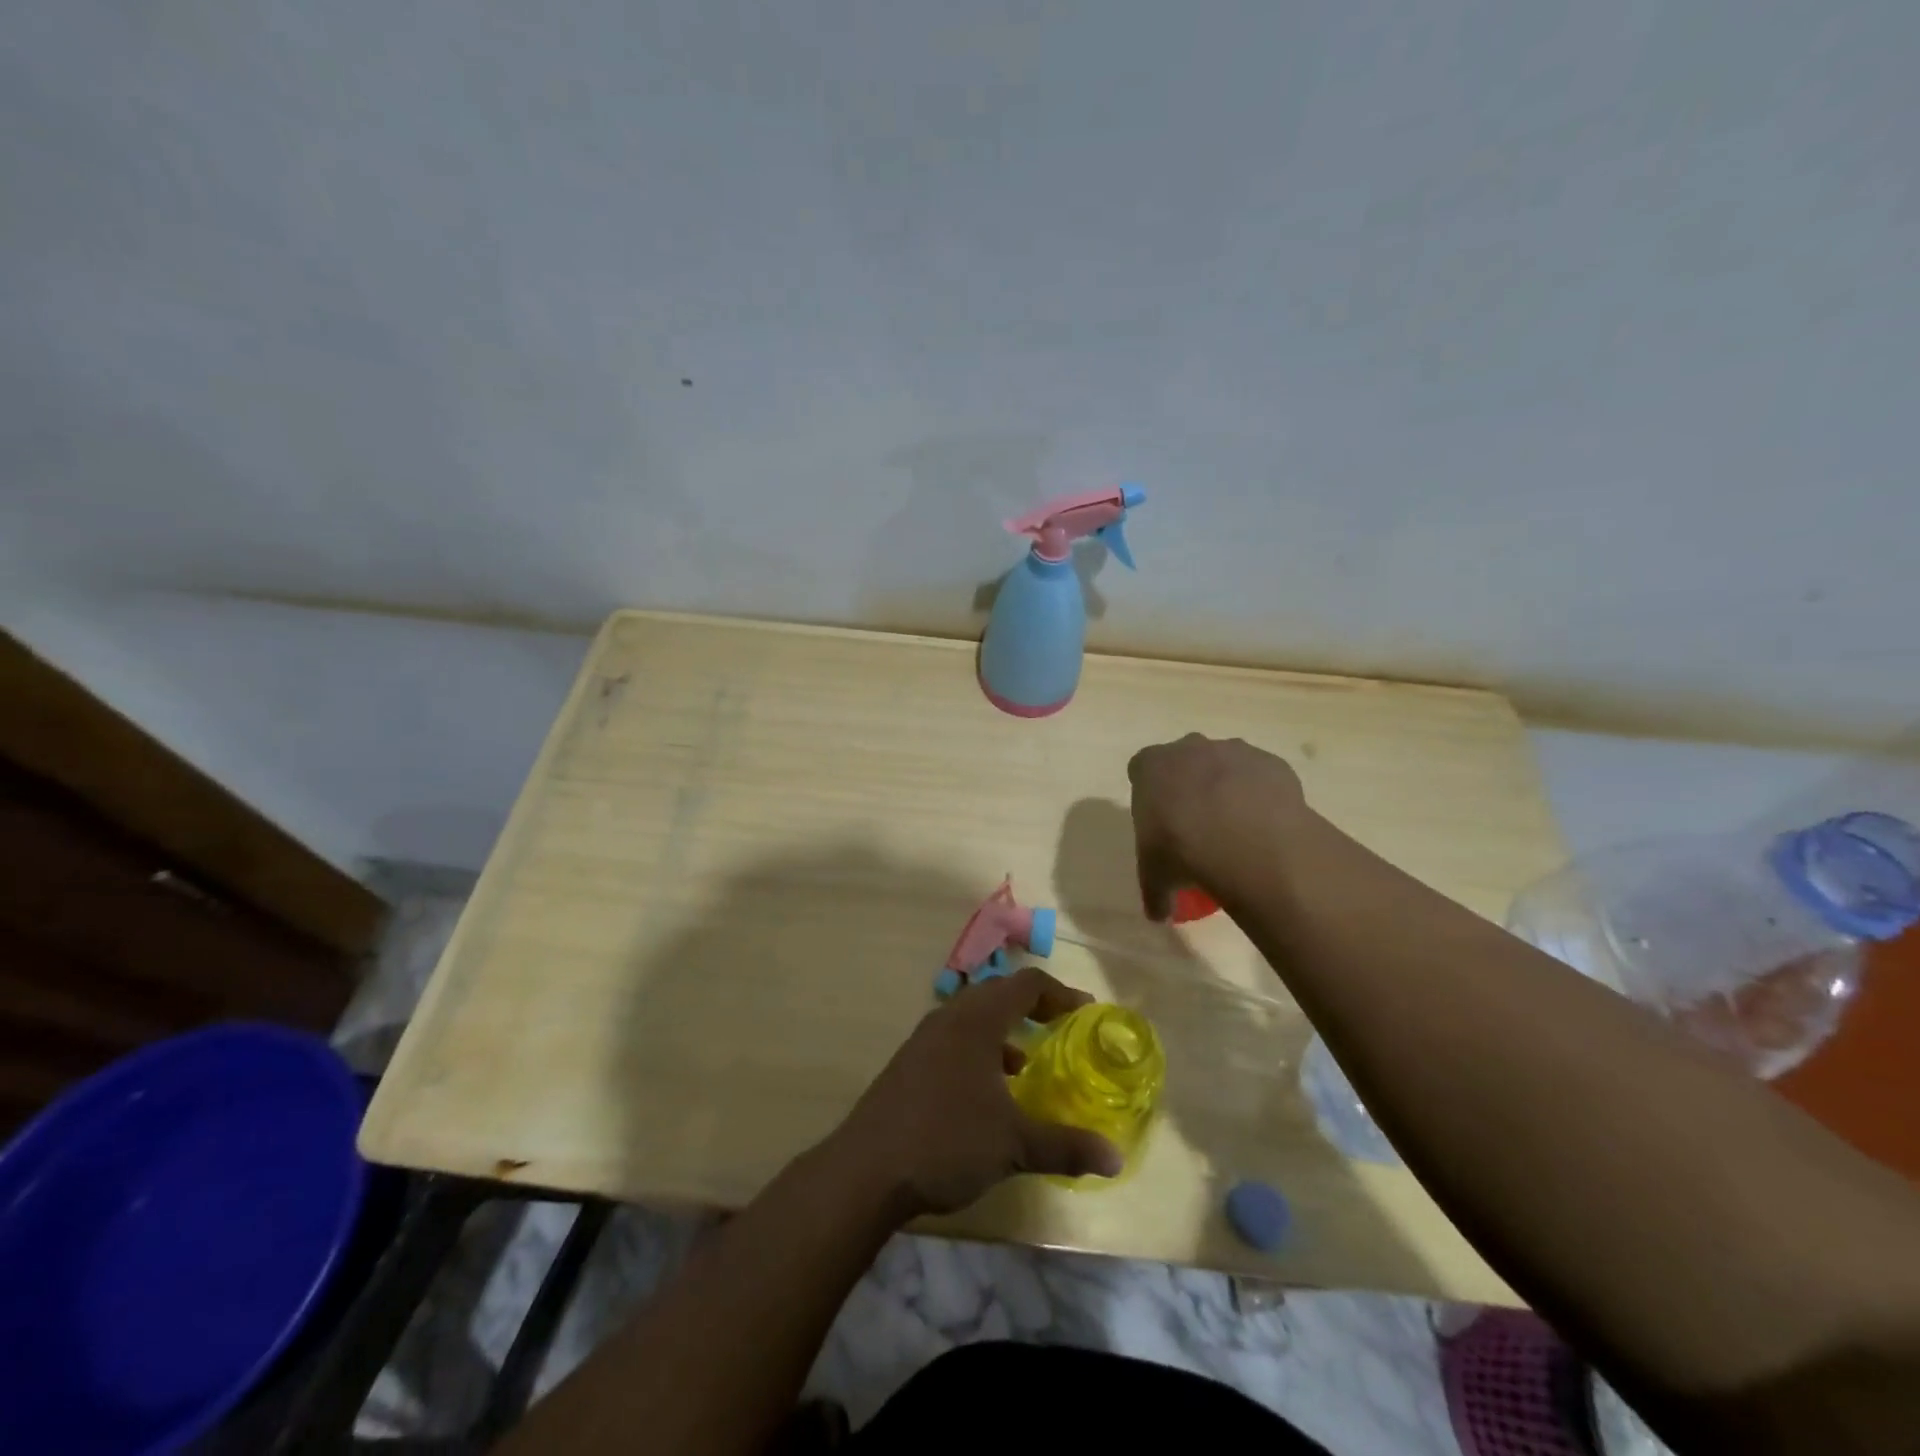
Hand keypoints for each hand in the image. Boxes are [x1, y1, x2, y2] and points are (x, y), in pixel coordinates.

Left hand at [829, 967, 1123, 1217]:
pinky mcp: (909, 1063)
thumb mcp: (1014, 1145)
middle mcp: (949, 1017)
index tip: (1085, 1010)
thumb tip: (1115, 1158)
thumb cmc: (947, 1140)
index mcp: (977, 1020)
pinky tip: (988, 1092)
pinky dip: (980, 1051)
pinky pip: (954, 1039)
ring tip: (1027, 1062)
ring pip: (972, 1017)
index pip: (1026, 984)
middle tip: (1060, 1027)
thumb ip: (1066, 1146)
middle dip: (1031, 1007)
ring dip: (1003, 1030)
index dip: (1059, 993)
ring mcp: (924, 1039)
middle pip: (997, 993)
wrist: (866, 1169)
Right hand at [1127, 734, 1306, 919]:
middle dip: (1189, 787)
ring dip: (1228, 790)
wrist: (1246, 838)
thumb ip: (1155, 891)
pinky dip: (1261, 797)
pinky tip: (1264, 828)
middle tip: (1197, 827)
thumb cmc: (1182, 850)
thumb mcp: (1157, 877)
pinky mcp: (1270, 762)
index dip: (1150, 796)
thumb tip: (1158, 915)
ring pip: (1226, 766)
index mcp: (1151, 766)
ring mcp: (1233, 750)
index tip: (1159, 823)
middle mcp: (1189, 748)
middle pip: (1185, 762)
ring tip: (1237, 832)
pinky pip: (1262, 778)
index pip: (1141, 771)